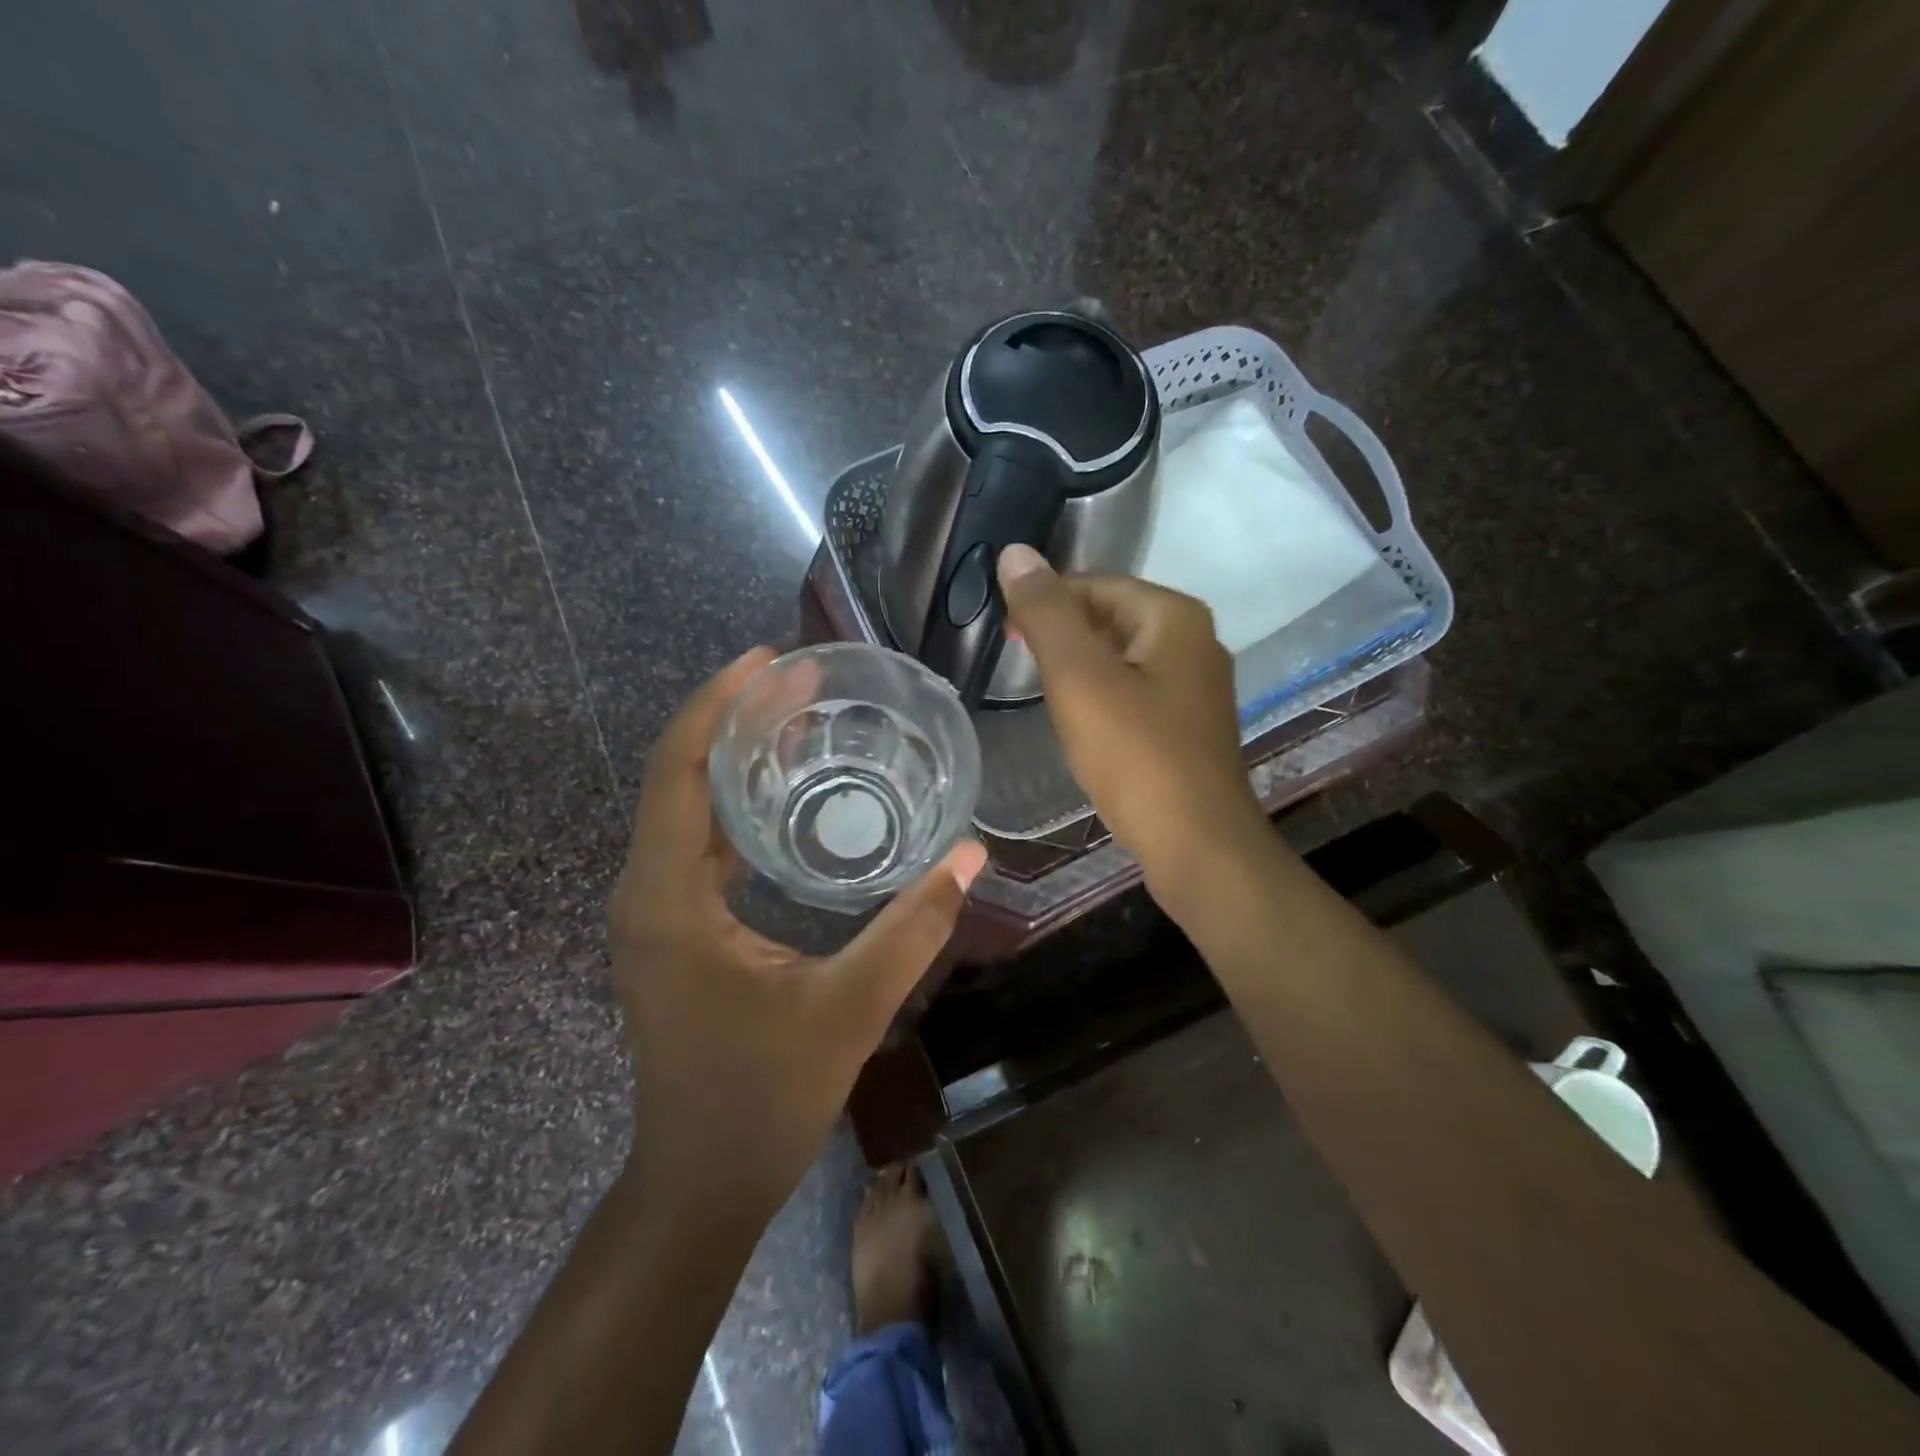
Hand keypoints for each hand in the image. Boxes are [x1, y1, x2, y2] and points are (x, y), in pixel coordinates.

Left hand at [609, 647, 986, 1218]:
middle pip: (682, 776)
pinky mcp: (676, 930)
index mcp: (668, 899)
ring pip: (689, 809)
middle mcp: (647, 892)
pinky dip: (740, 805)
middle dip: (737, 719)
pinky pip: (700, 844)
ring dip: (738, 759)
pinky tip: (788, 795)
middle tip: (805, 682)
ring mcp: (657, 912)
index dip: (718, 704)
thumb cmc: (762, 1099)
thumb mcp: (849, 1009)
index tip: (770, 660)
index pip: (678, 770)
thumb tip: (972, 855)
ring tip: (802, 720)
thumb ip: (913, 928)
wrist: (701, 1184)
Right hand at [998, 544, 1266, 892]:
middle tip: (1017, 659)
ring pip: (1123, 657)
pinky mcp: (1189, 726)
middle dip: (1063, 632)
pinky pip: (1136, 691)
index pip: (1097, 584)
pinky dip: (1102, 695)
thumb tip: (1015, 552)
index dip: (1046, 599)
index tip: (1005, 630)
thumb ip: (1047, 614)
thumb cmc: (1136, 755)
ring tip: (1041, 689)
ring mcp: (1196, 687)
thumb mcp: (1080, 678)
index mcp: (1174, 618)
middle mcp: (1195, 642)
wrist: (1197, 845)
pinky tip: (1080, 721)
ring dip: (1080, 665)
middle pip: (1113, 617)